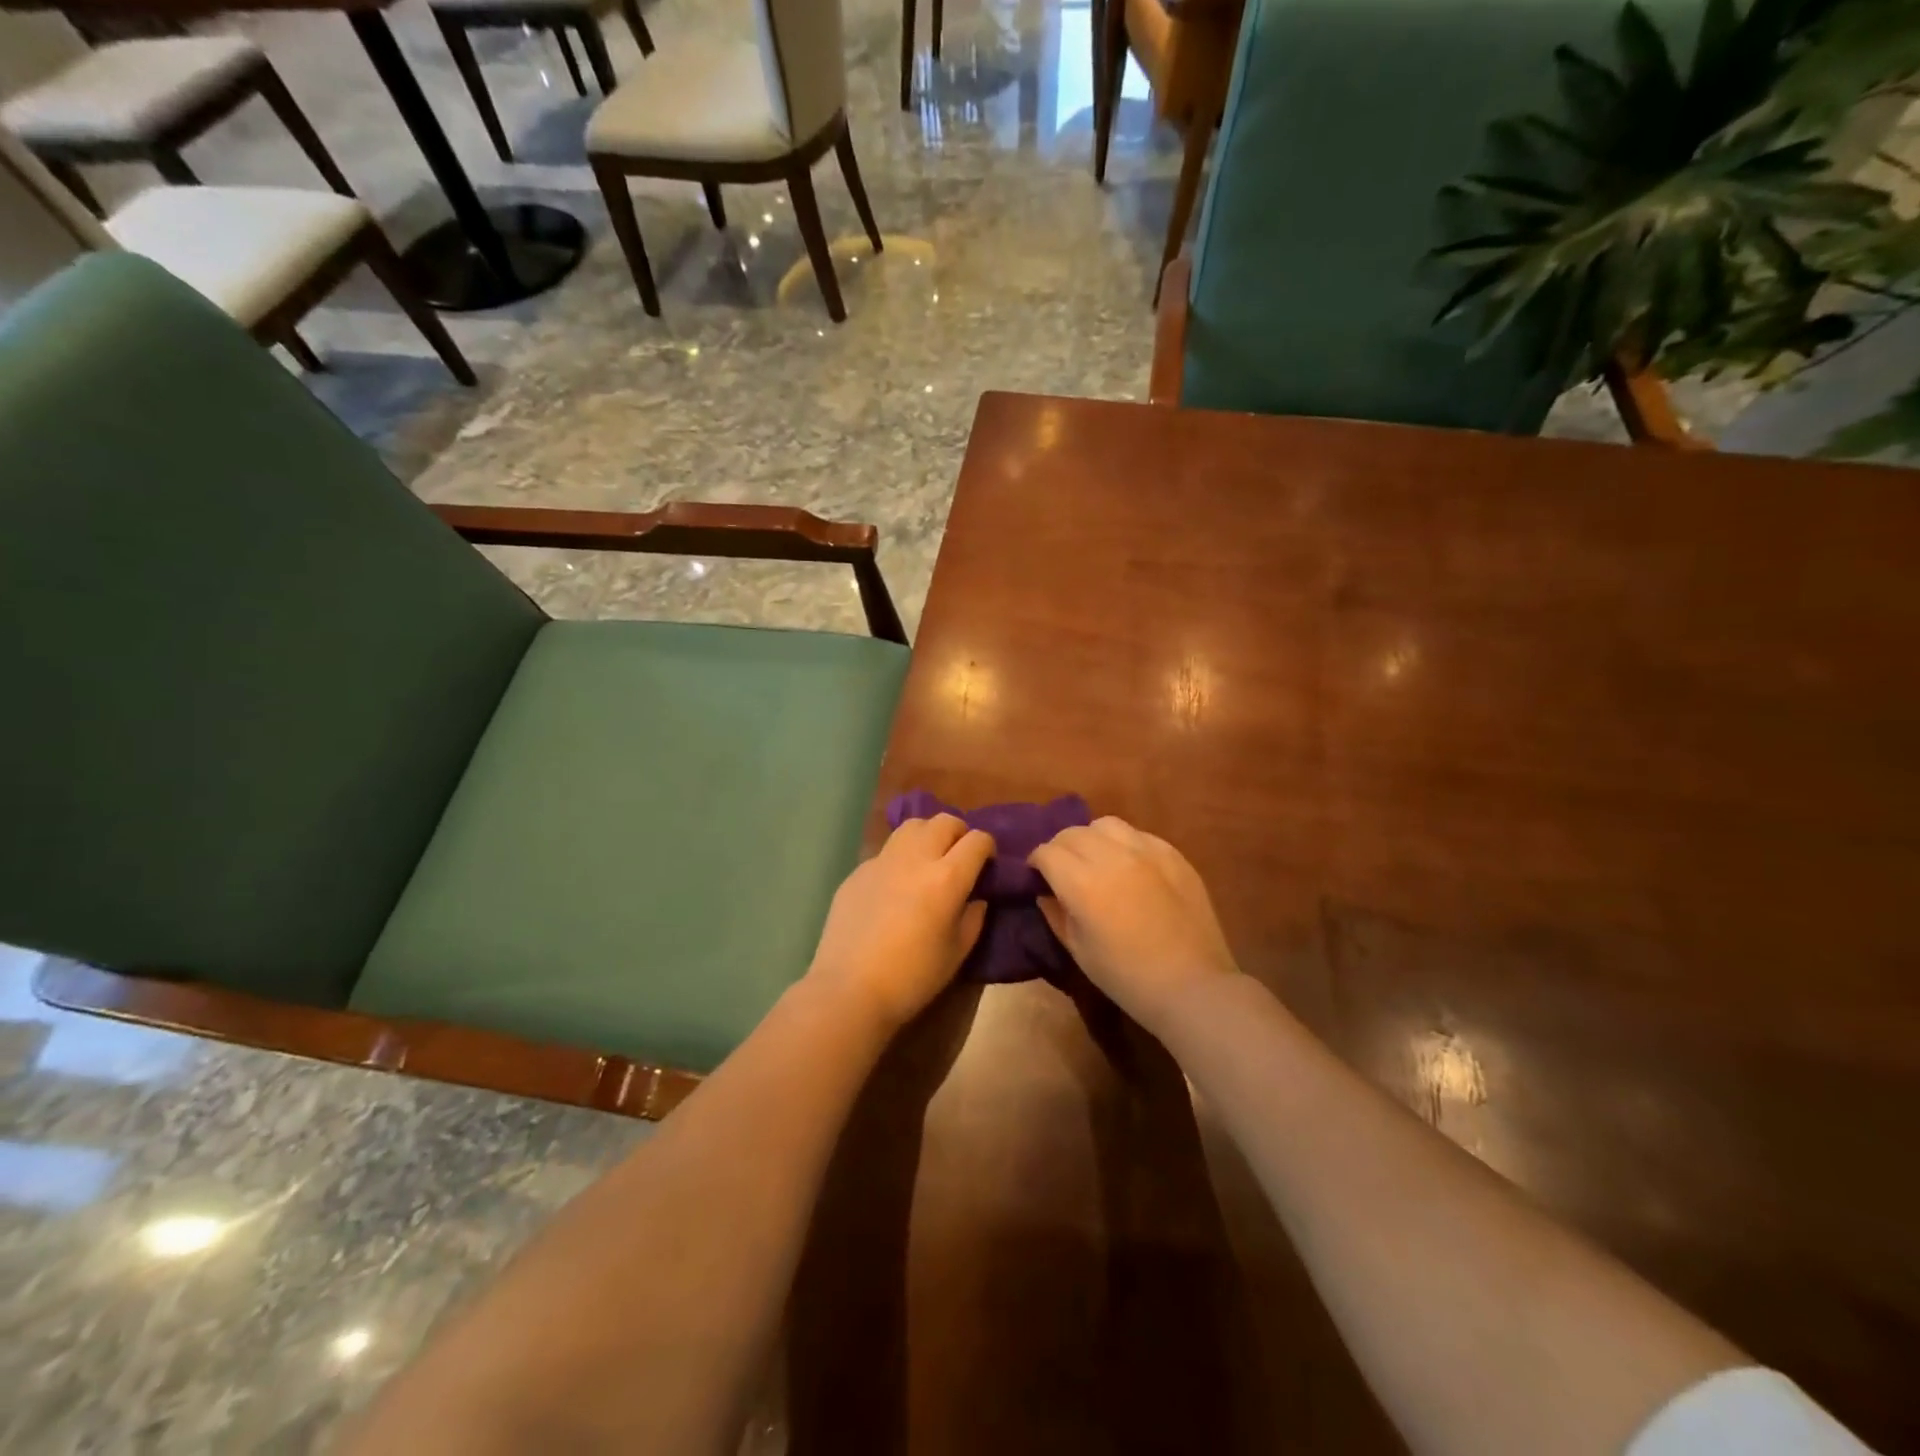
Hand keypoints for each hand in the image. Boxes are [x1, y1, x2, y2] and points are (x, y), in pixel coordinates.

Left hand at [805, 814, 993, 1034]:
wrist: (849, 989)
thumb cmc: (912, 977)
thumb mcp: (957, 952)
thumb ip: (973, 918)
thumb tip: (976, 898)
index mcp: (947, 878)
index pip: (977, 840)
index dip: (988, 847)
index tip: (987, 863)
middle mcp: (915, 858)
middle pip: (944, 821)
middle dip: (959, 833)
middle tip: (960, 856)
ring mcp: (882, 861)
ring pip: (912, 826)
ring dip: (928, 834)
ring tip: (929, 858)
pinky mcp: (858, 871)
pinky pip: (886, 851)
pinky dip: (900, 857)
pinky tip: (896, 885)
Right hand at [1031, 817, 1239, 1035]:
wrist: (1192, 986)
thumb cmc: (1127, 977)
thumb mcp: (1078, 950)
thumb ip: (1056, 914)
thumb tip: (1045, 893)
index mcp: (1082, 883)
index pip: (1047, 852)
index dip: (1036, 862)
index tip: (1037, 875)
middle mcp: (1112, 856)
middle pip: (1073, 833)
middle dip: (1060, 847)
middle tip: (1063, 868)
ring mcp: (1146, 851)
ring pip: (1106, 824)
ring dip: (1092, 838)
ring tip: (1096, 859)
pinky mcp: (1173, 855)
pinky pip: (1139, 835)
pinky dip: (1125, 844)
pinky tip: (1130, 866)